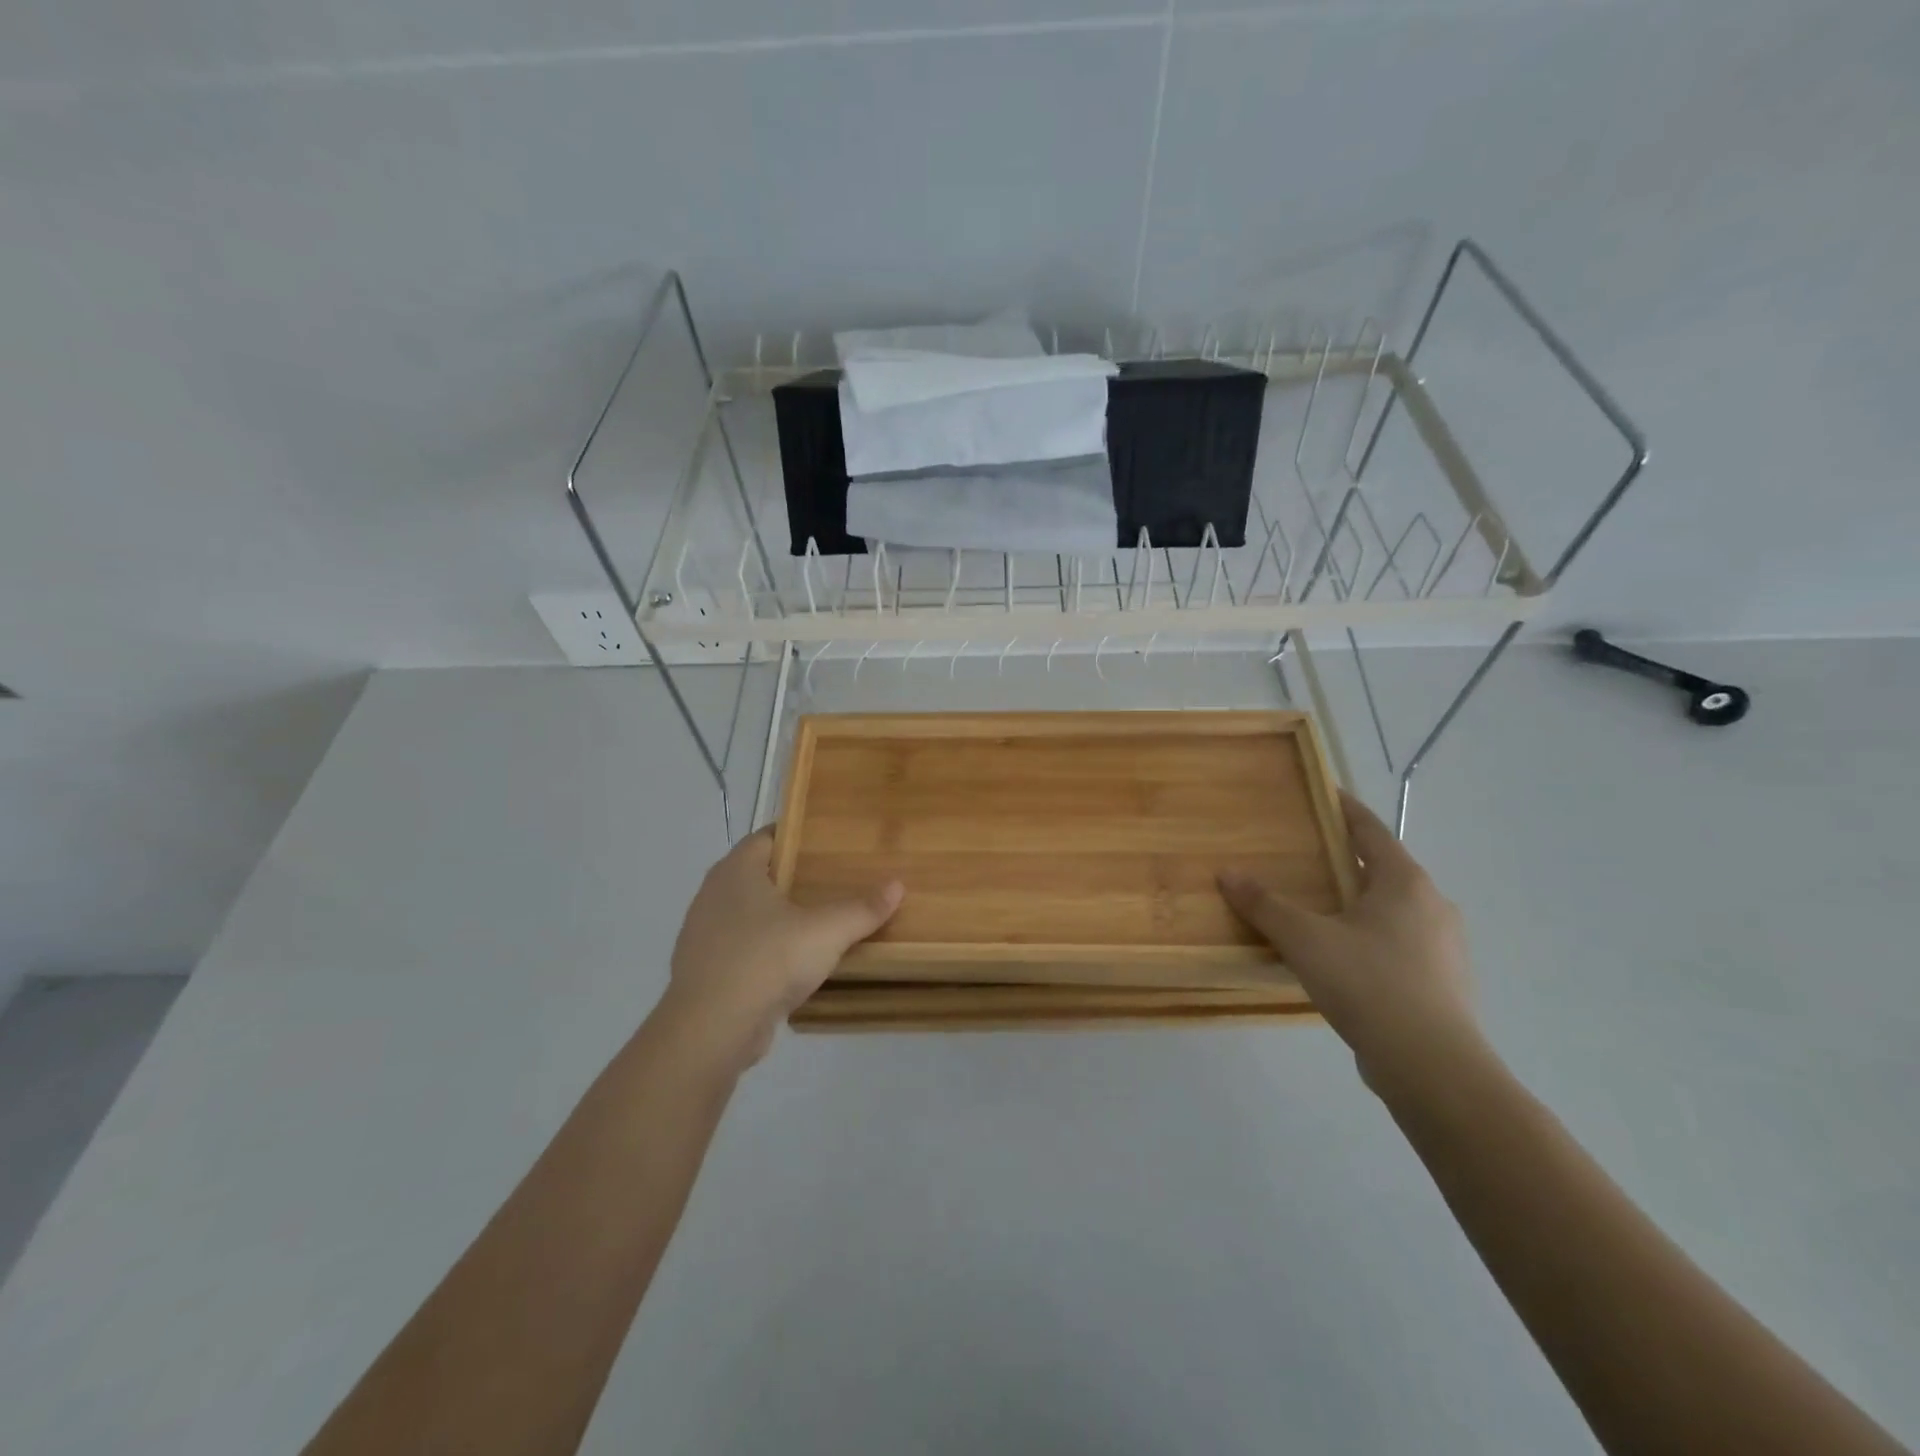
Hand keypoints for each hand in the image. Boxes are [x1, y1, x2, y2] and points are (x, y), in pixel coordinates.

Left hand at [659, 827, 902, 1072]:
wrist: (710, 1030)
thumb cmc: (766, 960)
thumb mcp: (826, 932)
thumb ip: (862, 908)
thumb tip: (897, 885)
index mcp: (736, 871)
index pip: (765, 837)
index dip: (795, 836)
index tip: (826, 842)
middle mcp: (712, 895)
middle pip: (756, 875)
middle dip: (790, 877)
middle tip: (831, 880)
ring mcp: (703, 935)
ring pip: (746, 914)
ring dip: (776, 917)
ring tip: (816, 922)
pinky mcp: (705, 972)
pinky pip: (740, 949)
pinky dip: (763, 950)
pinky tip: (790, 964)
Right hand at [1218, 790, 1481, 1098]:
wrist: (1433, 1067)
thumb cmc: (1369, 984)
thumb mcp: (1305, 940)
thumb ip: (1265, 905)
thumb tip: (1227, 873)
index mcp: (1405, 882)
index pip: (1371, 830)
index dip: (1345, 810)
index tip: (1324, 795)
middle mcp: (1433, 905)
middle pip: (1385, 869)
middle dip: (1348, 862)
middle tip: (1308, 858)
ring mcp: (1445, 946)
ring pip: (1395, 910)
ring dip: (1361, 904)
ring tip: (1321, 911)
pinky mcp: (1444, 982)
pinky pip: (1401, 945)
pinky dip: (1372, 939)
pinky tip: (1345, 961)